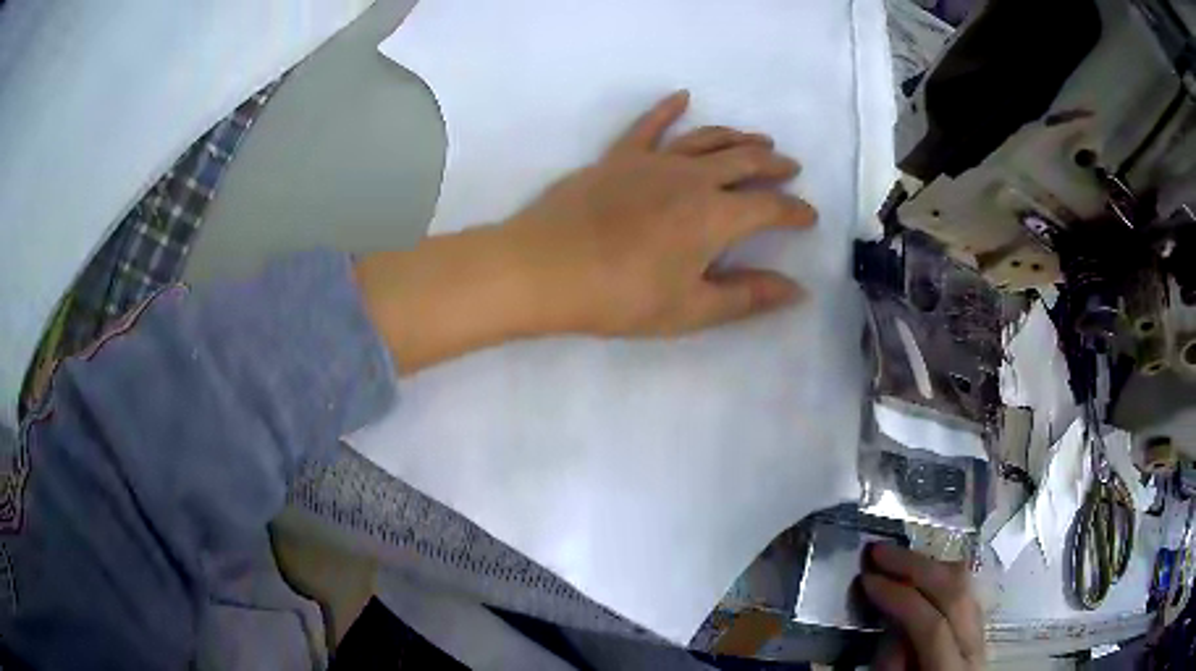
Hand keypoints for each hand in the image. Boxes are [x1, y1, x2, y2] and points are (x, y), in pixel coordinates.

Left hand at [503, 90, 815, 335]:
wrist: (544, 269)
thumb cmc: (620, 297)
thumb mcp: (691, 309)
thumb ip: (748, 297)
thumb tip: (798, 290)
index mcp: (716, 216)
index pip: (770, 208)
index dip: (795, 212)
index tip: (809, 216)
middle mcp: (693, 177)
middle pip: (745, 161)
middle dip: (773, 164)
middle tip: (790, 167)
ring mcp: (653, 162)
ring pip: (707, 138)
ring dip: (737, 136)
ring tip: (758, 138)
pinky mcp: (618, 158)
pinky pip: (648, 125)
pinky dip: (666, 108)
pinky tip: (682, 96)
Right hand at [862, 544, 984, 670]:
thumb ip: (892, 664)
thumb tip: (890, 623)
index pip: (932, 625)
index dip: (899, 598)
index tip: (868, 580)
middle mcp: (975, 647)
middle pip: (956, 592)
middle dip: (915, 567)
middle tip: (879, 552)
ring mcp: (982, 634)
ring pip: (966, 584)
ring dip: (929, 564)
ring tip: (897, 557)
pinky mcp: (980, 627)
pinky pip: (965, 589)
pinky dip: (941, 574)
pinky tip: (920, 572)